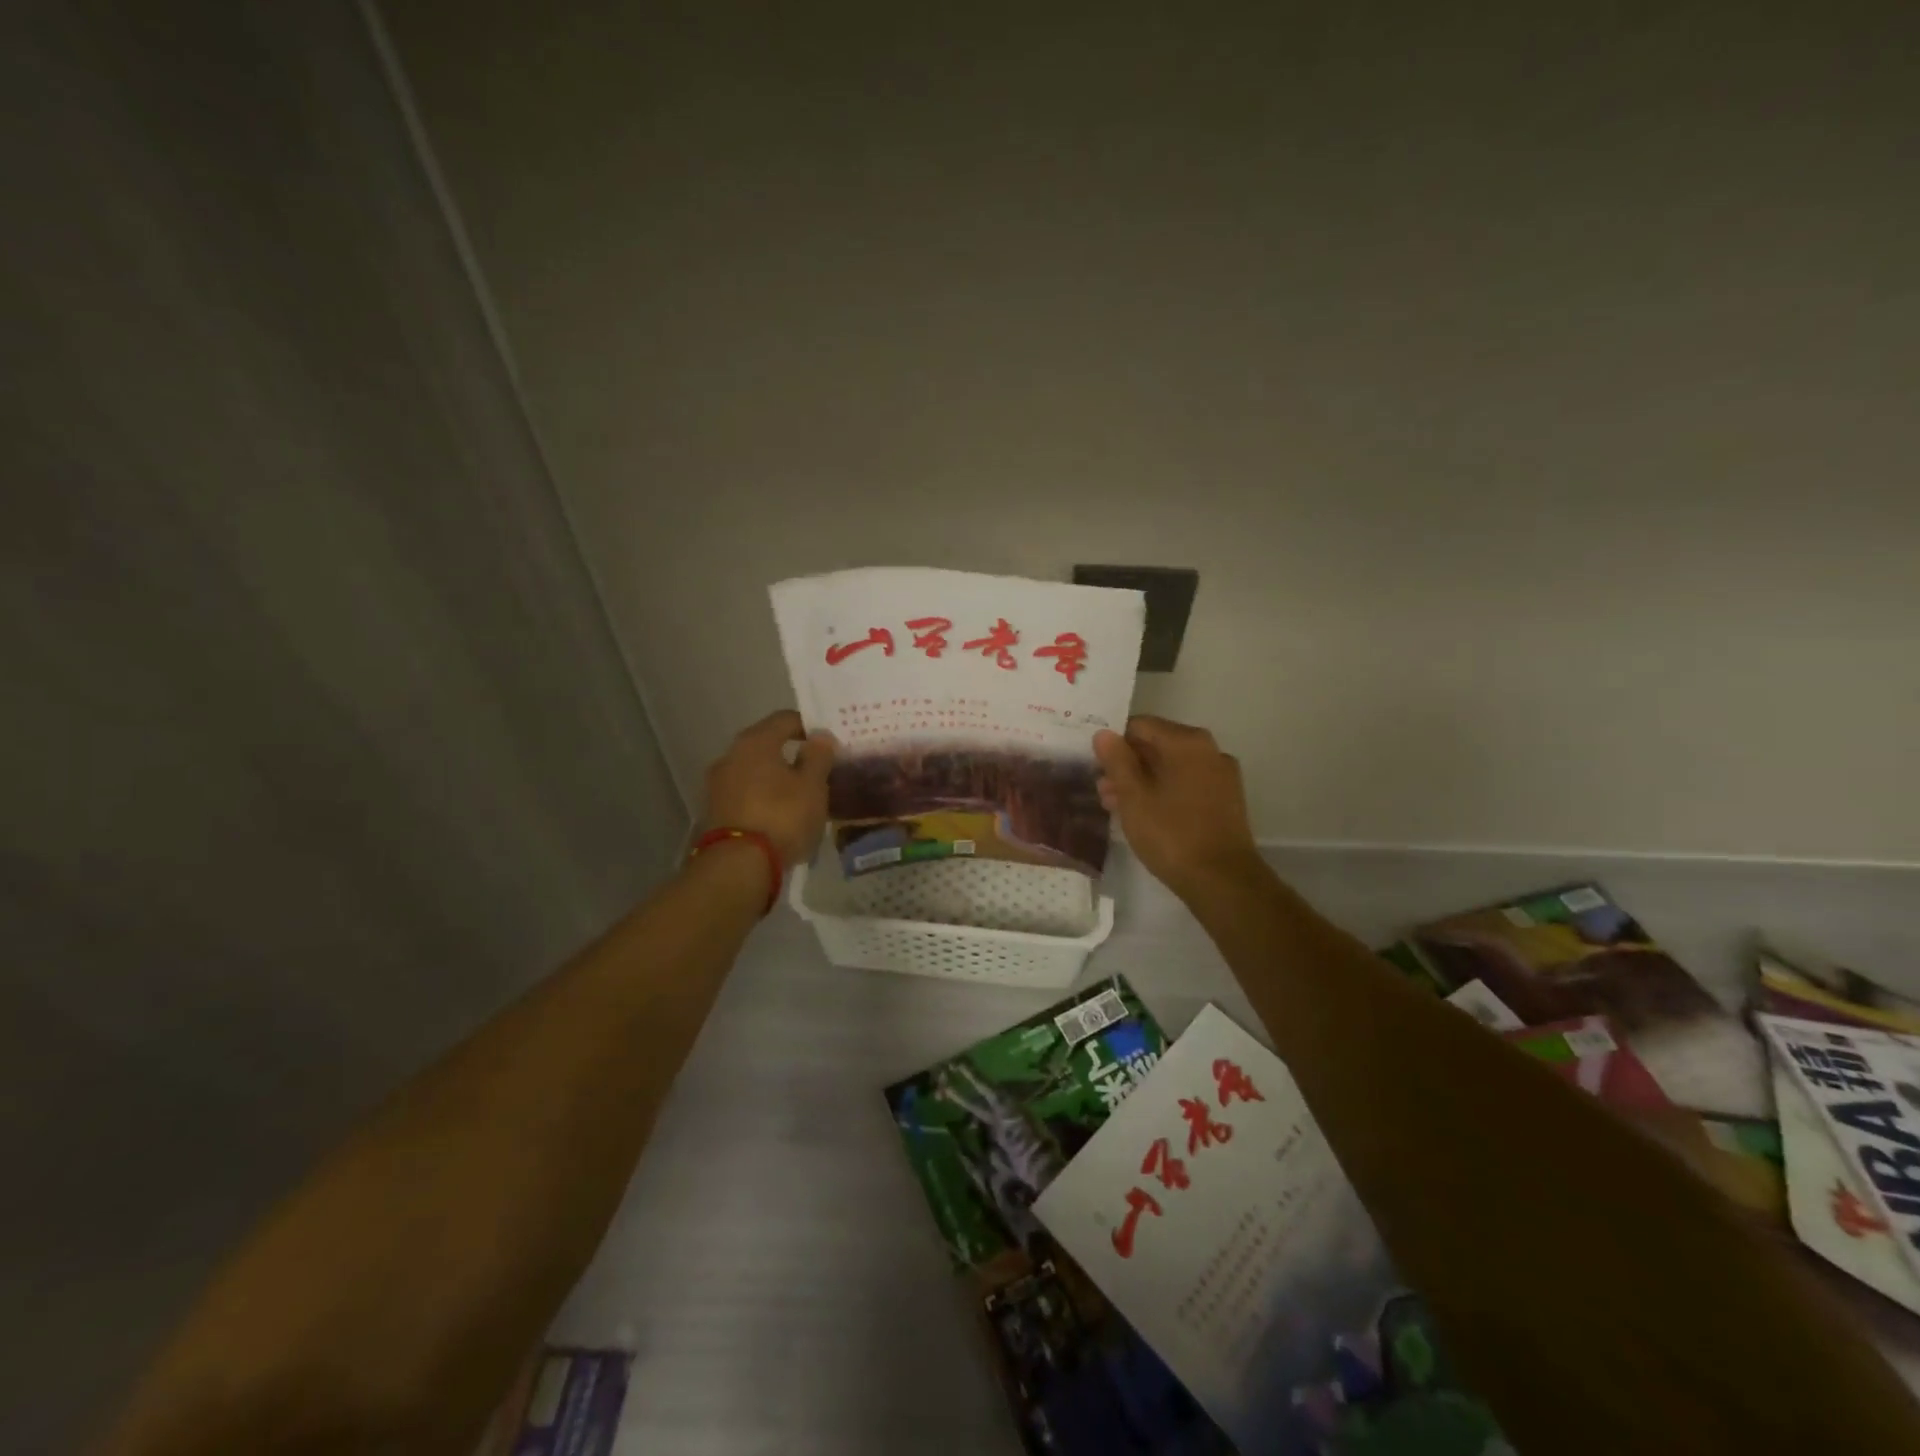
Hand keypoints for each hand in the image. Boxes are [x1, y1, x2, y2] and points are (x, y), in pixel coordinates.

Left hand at [702, 710, 833, 866]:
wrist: (738, 865)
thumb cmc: (782, 816)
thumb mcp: (812, 785)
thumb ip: (818, 756)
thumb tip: (820, 736)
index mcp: (755, 741)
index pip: (785, 719)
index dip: (809, 726)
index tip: (829, 742)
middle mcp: (730, 755)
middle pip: (766, 744)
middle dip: (792, 754)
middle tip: (817, 768)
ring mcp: (718, 784)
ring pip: (755, 771)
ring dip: (776, 778)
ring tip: (801, 795)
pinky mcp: (715, 810)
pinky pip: (745, 793)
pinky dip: (763, 797)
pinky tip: (780, 813)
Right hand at [1094, 716, 1261, 898]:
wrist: (1222, 880)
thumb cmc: (1171, 834)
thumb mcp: (1133, 797)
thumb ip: (1117, 761)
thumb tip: (1104, 733)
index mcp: (1187, 742)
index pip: (1140, 725)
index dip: (1114, 743)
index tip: (1096, 766)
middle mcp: (1209, 750)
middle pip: (1157, 745)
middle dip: (1127, 765)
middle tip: (1102, 790)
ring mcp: (1221, 775)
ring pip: (1171, 767)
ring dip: (1143, 781)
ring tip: (1116, 806)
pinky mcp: (1226, 799)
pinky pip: (1187, 783)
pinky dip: (1164, 792)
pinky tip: (1145, 815)